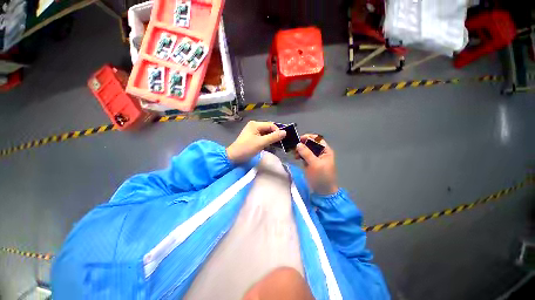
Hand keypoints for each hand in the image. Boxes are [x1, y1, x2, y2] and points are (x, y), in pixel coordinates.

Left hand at [227, 121, 285, 162]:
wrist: (234, 157)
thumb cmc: (247, 148)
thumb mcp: (261, 143)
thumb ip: (273, 137)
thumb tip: (285, 132)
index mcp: (255, 124)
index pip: (271, 125)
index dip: (277, 131)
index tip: (282, 139)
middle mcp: (254, 126)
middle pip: (269, 128)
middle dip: (275, 135)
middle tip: (281, 142)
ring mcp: (253, 132)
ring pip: (266, 133)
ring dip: (271, 138)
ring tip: (277, 145)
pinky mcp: (253, 137)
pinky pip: (263, 137)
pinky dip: (267, 141)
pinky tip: (271, 145)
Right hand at [295, 134, 337, 194]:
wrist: (323, 191)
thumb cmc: (321, 177)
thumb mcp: (315, 164)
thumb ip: (307, 153)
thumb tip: (298, 144)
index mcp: (325, 151)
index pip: (317, 140)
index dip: (309, 137)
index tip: (299, 139)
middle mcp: (320, 152)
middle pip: (310, 144)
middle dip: (303, 144)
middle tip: (295, 148)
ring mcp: (314, 158)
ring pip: (306, 149)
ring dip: (300, 150)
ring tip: (295, 154)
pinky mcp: (309, 163)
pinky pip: (303, 155)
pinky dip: (299, 155)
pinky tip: (296, 157)